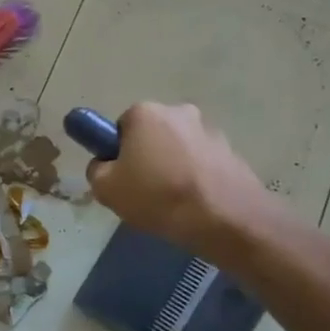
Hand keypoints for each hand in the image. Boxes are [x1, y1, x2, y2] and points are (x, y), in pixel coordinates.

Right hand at [85, 103, 281, 253]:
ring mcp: (210, 131)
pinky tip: (194, 205)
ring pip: (178, 150)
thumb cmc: (158, 196)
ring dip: (173, 168)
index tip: (121, 177)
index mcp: (145, 112)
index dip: (117, 153)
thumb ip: (96, 170)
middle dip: (147, 158)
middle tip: (143, 192)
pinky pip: (202, 164)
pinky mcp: (233, 152)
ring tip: (171, 203)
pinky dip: (195, 179)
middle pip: (152, 135)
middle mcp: (179, 112)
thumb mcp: (106, 189)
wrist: (225, 219)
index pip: (120, 127)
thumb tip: (105, 165)